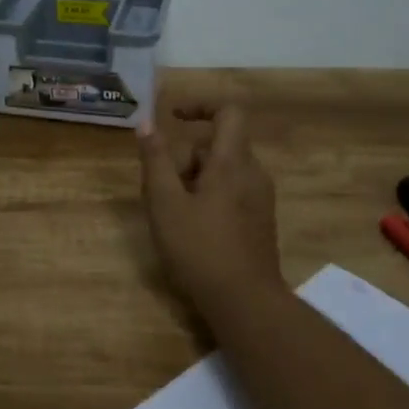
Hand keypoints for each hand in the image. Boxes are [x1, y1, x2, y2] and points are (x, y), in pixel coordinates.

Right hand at [136, 104, 284, 306]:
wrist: (246, 302)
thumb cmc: (200, 249)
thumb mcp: (165, 204)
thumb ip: (155, 160)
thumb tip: (147, 123)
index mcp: (232, 163)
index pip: (228, 112)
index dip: (200, 106)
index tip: (173, 118)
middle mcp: (253, 173)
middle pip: (218, 145)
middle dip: (185, 157)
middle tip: (159, 188)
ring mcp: (261, 198)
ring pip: (223, 170)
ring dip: (194, 179)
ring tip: (171, 212)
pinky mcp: (260, 220)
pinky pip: (232, 191)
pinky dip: (209, 195)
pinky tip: (191, 228)